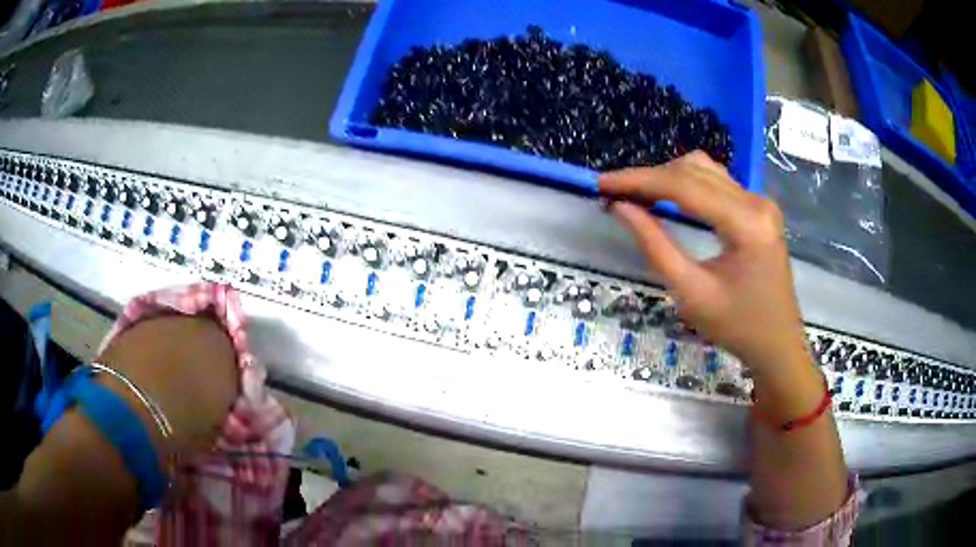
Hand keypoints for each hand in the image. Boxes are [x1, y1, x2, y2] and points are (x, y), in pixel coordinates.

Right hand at [599, 151, 808, 378]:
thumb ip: (655, 246)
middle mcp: (756, 202)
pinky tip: (667, 198)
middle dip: (649, 177)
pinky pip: (717, 182)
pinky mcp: (758, 209)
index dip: (639, 181)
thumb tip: (620, 207)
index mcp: (746, 223)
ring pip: (705, 170)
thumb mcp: (691, 293)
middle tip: (613, 193)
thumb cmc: (737, 328)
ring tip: (636, 195)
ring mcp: (760, 202)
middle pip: (694, 171)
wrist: (777, 344)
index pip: (684, 186)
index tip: (602, 184)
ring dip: (667, 177)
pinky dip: (686, 184)